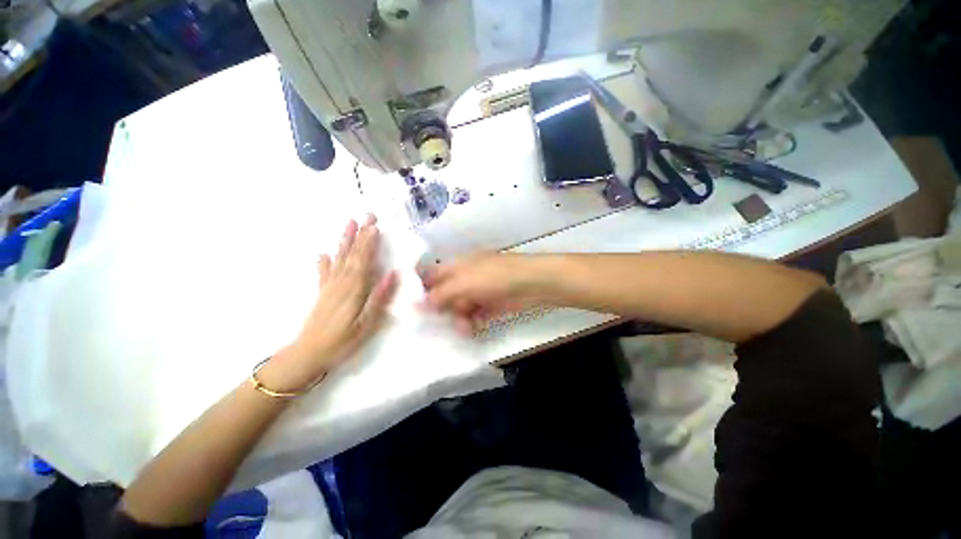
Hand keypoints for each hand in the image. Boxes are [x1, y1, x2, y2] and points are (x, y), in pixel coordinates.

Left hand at [263, 215, 397, 391]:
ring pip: (339, 258)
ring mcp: (329, 286)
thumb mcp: (368, 323)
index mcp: (354, 288)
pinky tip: (324, 252)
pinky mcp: (322, 293)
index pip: (364, 260)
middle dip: (360, 234)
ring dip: (345, 240)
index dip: (369, 242)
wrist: (308, 355)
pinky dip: (324, 261)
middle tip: (367, 215)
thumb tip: (393, 274)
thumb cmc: (343, 341)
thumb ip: (380, 297)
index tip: (375, 225)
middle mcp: (341, 282)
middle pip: (352, 254)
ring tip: (349, 223)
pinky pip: (324, 272)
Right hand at [422, 253, 551, 333]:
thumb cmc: (495, 277)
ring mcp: (478, 291)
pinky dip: (471, 322)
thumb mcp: (463, 284)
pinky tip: (470, 329)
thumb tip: (416, 305)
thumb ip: (439, 295)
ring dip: (457, 318)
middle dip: (440, 309)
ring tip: (462, 327)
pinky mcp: (490, 304)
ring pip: (459, 306)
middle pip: (444, 294)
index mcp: (457, 265)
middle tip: (436, 323)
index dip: (420, 289)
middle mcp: (465, 277)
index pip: (432, 274)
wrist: (533, 283)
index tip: (411, 308)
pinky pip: (474, 314)